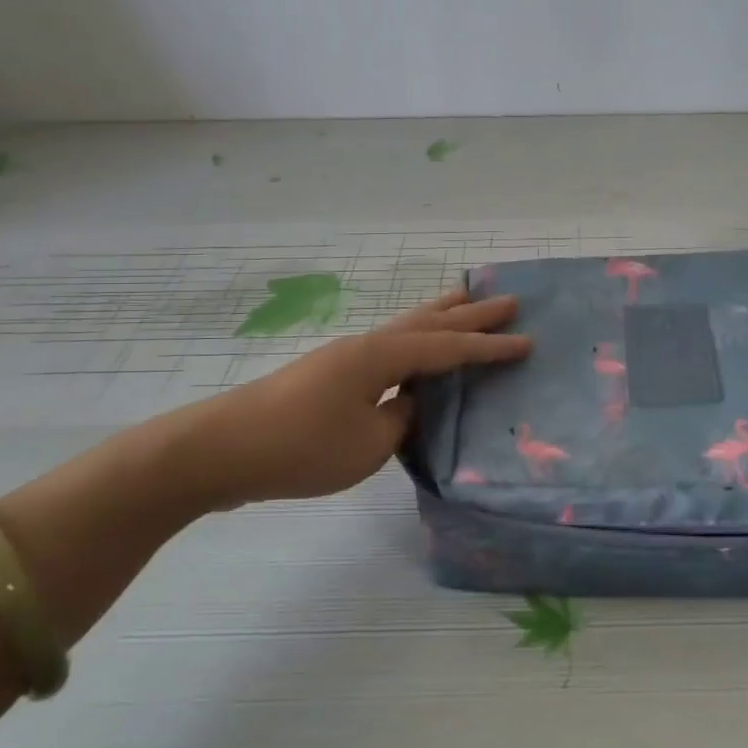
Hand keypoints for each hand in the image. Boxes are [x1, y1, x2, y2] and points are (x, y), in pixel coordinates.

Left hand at [129, 287, 529, 515]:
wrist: (220, 449)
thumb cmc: (300, 447)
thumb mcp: (368, 443)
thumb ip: (402, 418)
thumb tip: (412, 402)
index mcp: (382, 356)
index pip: (449, 349)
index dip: (490, 348)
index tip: (527, 341)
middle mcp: (367, 344)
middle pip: (430, 323)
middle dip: (471, 315)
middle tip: (508, 300)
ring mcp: (345, 356)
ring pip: (406, 326)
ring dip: (440, 315)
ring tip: (466, 298)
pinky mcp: (329, 374)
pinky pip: (388, 346)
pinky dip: (414, 339)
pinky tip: (414, 348)